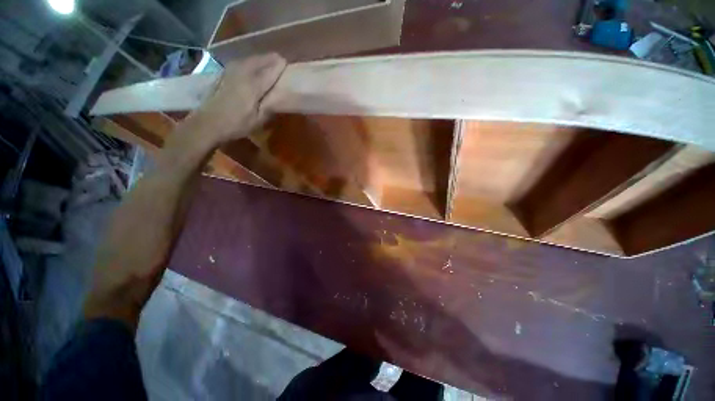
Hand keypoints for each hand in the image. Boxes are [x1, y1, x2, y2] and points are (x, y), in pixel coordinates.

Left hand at [184, 53, 286, 144]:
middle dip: (271, 59)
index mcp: (253, 85)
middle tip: (280, 61)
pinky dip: (250, 61)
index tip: (287, 64)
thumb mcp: (258, 120)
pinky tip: (253, 65)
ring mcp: (231, 71)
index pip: (270, 70)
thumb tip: (279, 96)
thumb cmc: (237, 124)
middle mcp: (243, 73)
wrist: (209, 122)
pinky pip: (241, 62)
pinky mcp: (224, 73)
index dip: (279, 66)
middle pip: (259, 60)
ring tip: (269, 61)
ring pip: (250, 59)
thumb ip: (270, 106)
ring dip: (261, 58)